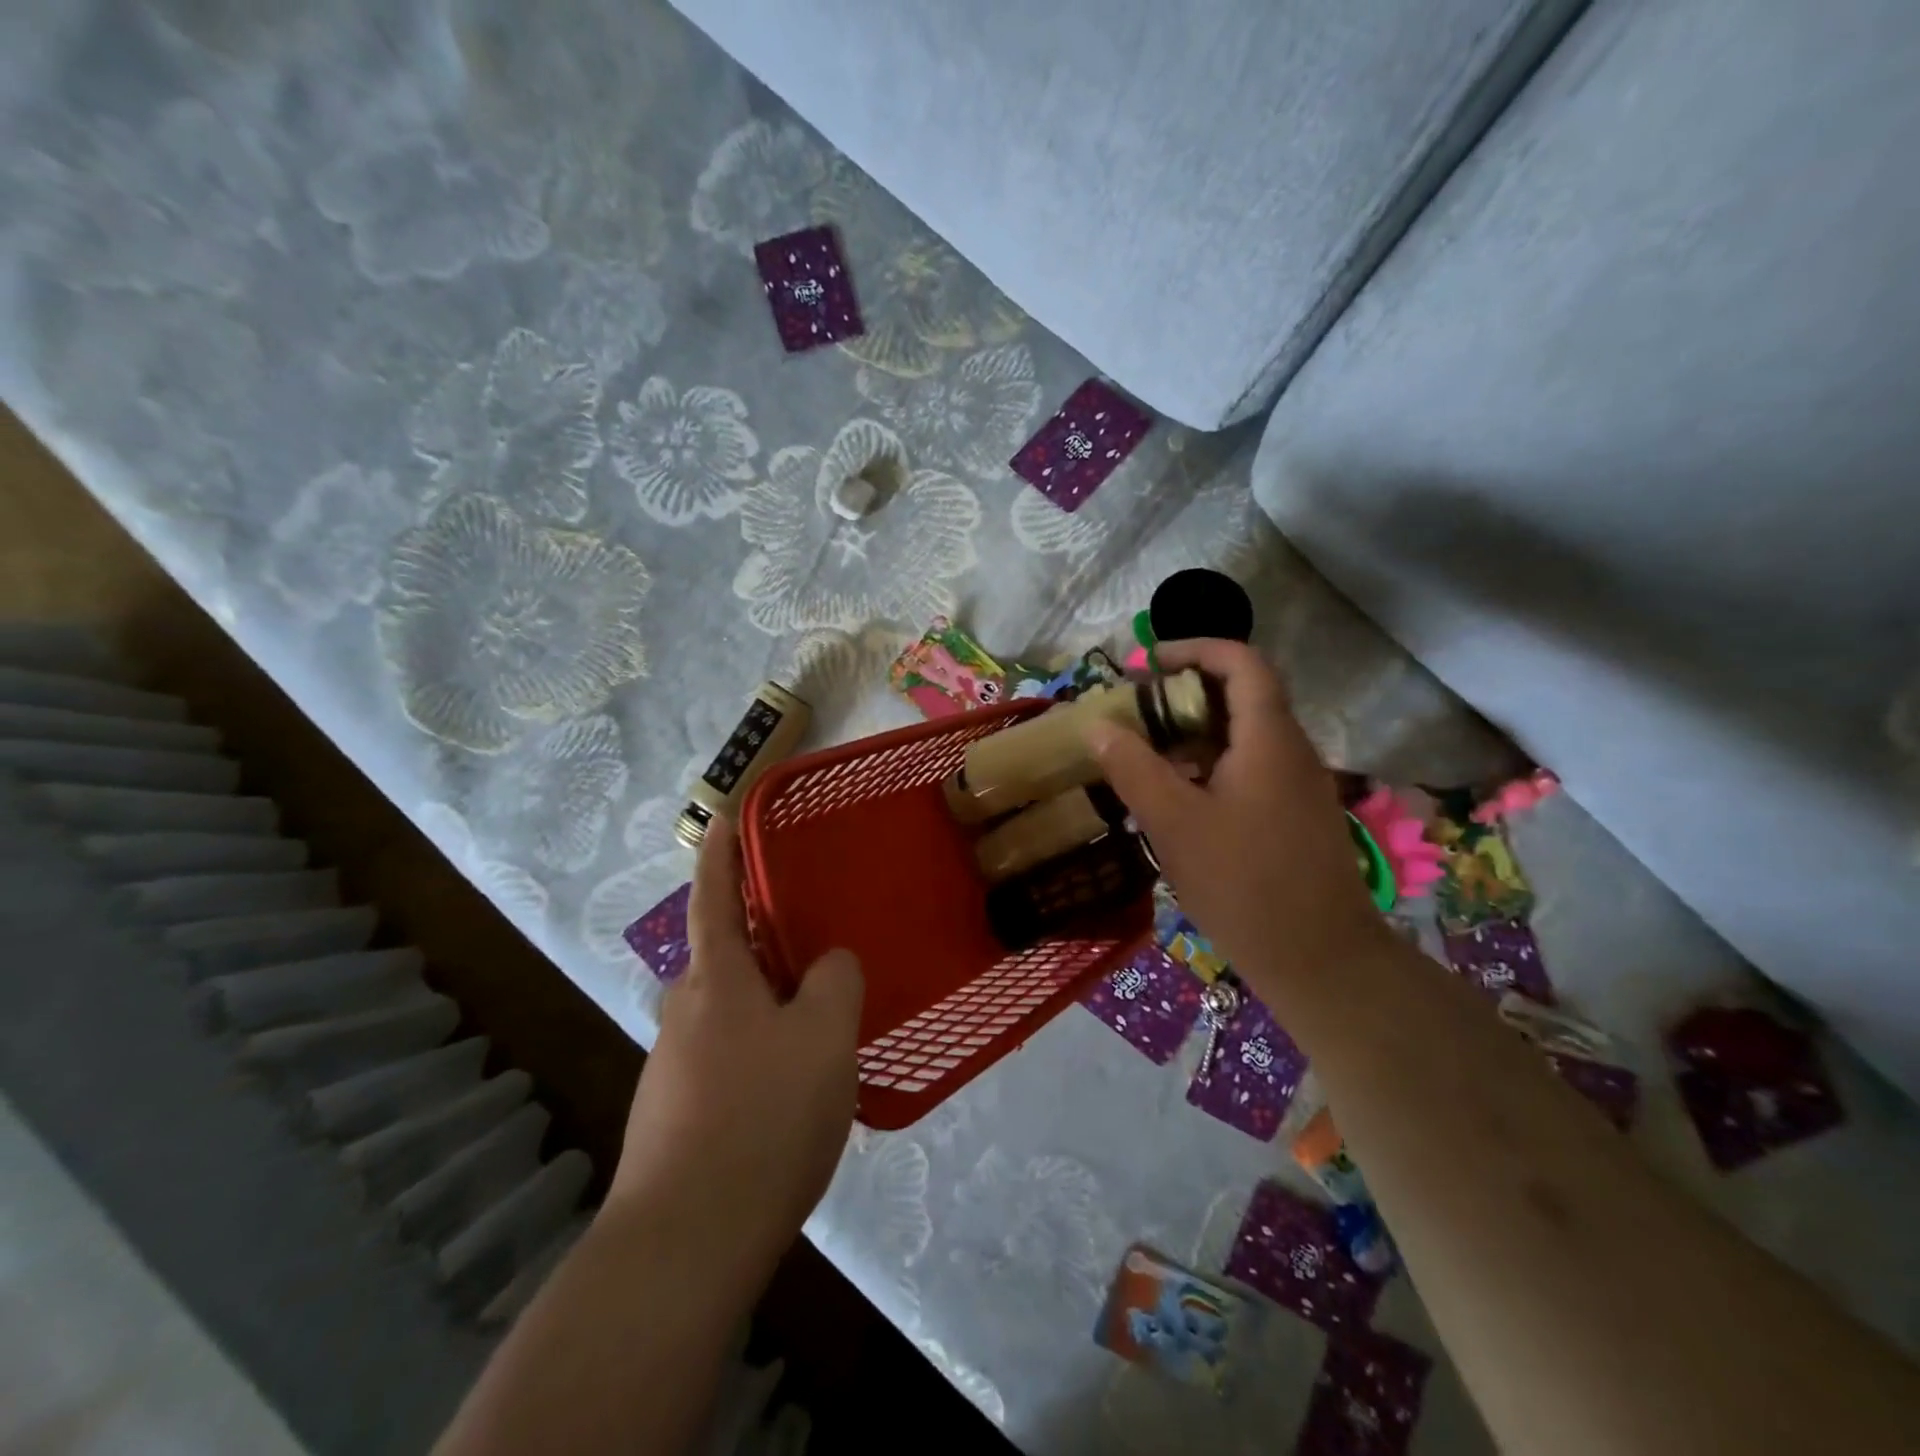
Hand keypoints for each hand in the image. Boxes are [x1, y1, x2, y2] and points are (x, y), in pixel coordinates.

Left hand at [610, 818, 862, 1291]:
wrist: (685, 1245)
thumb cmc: (761, 1117)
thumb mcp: (823, 1037)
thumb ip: (834, 983)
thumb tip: (828, 965)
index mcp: (716, 979)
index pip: (715, 895)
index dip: (721, 852)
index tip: (723, 815)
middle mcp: (685, 1012)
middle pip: (726, 958)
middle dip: (762, 942)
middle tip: (815, 942)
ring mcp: (674, 1067)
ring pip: (732, 1014)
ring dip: (769, 1006)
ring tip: (822, 1025)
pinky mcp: (676, 1116)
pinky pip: (729, 1060)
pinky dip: (762, 1054)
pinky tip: (795, 1091)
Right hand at [1087, 639, 1385, 997]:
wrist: (1320, 960)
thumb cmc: (1243, 883)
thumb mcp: (1173, 823)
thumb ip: (1133, 767)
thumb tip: (1097, 725)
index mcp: (1269, 739)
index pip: (1242, 663)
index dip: (1196, 649)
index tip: (1149, 663)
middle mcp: (1292, 751)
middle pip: (1243, 696)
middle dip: (1187, 694)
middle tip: (1137, 713)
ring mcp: (1299, 786)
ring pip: (1246, 737)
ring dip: (1197, 734)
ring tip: (1148, 755)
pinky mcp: (1297, 817)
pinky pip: (1252, 769)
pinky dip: (1212, 766)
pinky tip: (1180, 801)